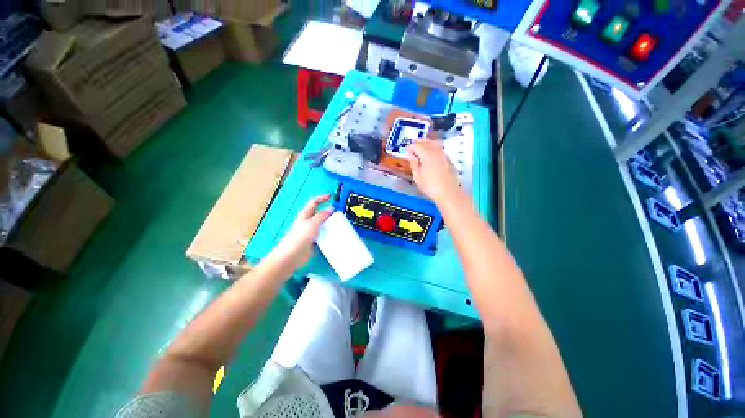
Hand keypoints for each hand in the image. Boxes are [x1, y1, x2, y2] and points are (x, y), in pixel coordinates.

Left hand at [272, 194, 333, 268]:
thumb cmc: (299, 237)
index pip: (314, 202)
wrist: (292, 256)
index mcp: (306, 214)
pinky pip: (325, 235)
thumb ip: (322, 215)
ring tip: (341, 224)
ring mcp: (312, 231)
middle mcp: (308, 221)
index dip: (322, 198)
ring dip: (331, 224)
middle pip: (320, 213)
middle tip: (339, 213)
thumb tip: (330, 208)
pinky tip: (336, 235)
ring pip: (324, 225)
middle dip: (330, 212)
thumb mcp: (312, 223)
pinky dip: (330, 234)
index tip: (331, 196)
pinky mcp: (315, 241)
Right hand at [405, 140, 464, 204]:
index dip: (409, 147)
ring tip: (420, 149)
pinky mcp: (448, 158)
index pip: (416, 145)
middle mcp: (435, 150)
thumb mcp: (417, 176)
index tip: (405, 152)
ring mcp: (443, 154)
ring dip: (426, 143)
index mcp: (426, 154)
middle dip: (418, 143)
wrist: (448, 192)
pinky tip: (430, 155)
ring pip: (433, 143)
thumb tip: (410, 155)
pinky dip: (432, 148)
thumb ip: (413, 163)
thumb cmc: (430, 186)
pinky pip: (439, 148)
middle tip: (412, 148)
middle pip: (426, 141)